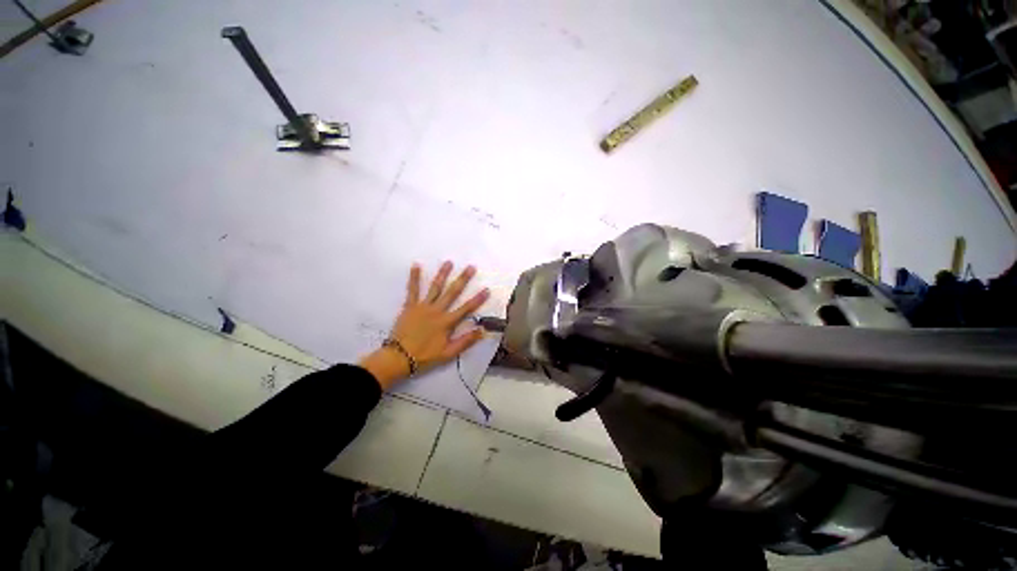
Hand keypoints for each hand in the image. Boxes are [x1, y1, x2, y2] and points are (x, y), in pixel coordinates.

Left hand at [359, 261, 489, 389]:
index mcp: (446, 322)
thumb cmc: (425, 356)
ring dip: (443, 274)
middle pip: (452, 292)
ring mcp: (422, 306)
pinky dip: (414, 277)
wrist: (399, 357)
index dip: (477, 299)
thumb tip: (482, 330)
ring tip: (449, 262)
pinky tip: (416, 265)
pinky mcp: (410, 306)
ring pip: (435, 287)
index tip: (487, 289)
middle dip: (463, 279)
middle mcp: (437, 310)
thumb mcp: (448, 353)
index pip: (466, 308)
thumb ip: (465, 341)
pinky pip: (412, 290)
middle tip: (471, 267)